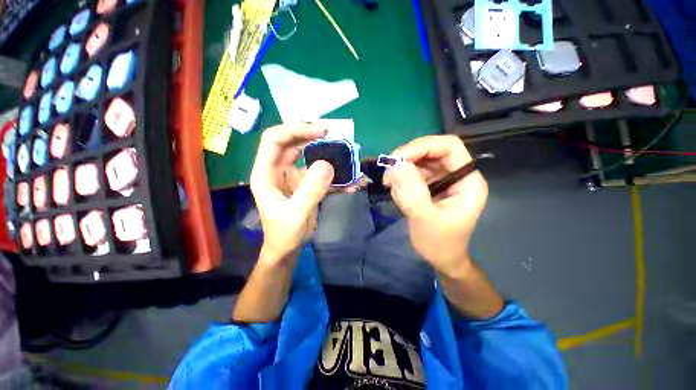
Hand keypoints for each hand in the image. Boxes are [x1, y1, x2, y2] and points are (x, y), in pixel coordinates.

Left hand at [250, 124, 333, 263]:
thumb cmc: (284, 234)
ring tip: (343, 152)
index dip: (295, 130)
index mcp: (266, 173)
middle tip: (334, 135)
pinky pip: (318, 171)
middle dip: (311, 136)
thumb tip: (328, 164)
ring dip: (324, 152)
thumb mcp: (296, 215)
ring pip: (306, 154)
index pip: (274, 140)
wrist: (287, 249)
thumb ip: (310, 190)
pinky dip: (333, 173)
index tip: (320, 131)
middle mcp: (277, 170)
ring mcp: (291, 176)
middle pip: (291, 142)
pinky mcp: (304, 184)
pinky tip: (349, 179)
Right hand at [384, 135, 487, 276]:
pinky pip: (412, 173)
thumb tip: (396, 164)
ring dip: (401, 171)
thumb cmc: (439, 244)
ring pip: (418, 161)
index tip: (397, 159)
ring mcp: (441, 179)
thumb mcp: (425, 220)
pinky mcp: (429, 185)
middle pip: (431, 151)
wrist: (440, 258)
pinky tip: (397, 194)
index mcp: (467, 181)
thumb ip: (413, 193)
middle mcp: (456, 174)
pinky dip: (400, 180)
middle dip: (407, 158)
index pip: (449, 147)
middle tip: (388, 173)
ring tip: (392, 189)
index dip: (423, 146)